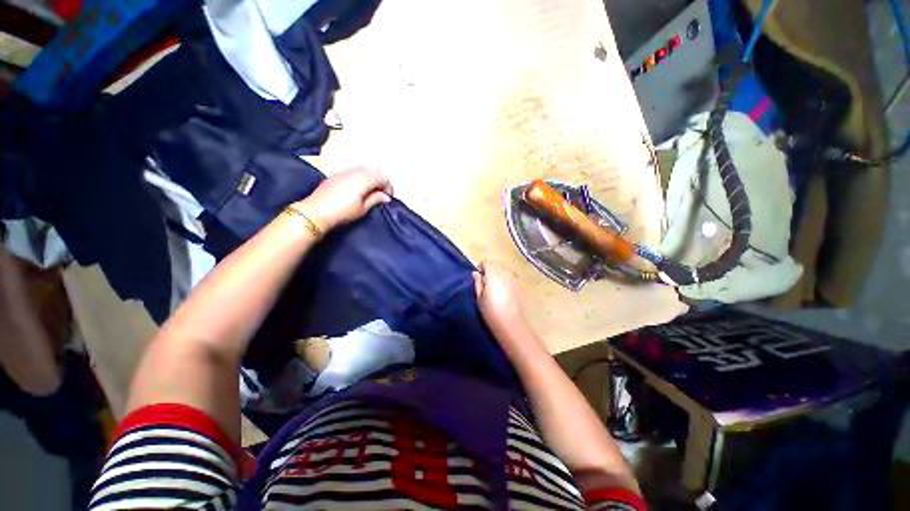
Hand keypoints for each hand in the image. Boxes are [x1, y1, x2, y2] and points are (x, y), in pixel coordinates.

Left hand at [293, 167, 392, 231]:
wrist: (316, 211)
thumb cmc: (343, 211)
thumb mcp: (363, 208)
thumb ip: (376, 199)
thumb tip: (386, 197)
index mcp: (365, 178)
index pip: (383, 178)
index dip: (388, 188)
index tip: (388, 199)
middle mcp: (356, 171)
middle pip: (374, 171)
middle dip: (380, 182)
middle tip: (380, 195)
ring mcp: (344, 171)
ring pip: (363, 170)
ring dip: (370, 179)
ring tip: (370, 192)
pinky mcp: (336, 175)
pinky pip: (353, 172)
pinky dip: (360, 178)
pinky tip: (357, 189)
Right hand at [473, 261, 524, 329]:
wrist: (511, 325)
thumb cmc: (492, 312)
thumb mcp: (479, 298)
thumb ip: (477, 283)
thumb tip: (476, 273)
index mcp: (494, 274)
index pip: (486, 263)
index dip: (481, 269)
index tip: (479, 280)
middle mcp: (505, 273)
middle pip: (496, 265)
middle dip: (490, 272)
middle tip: (485, 286)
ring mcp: (514, 279)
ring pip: (504, 271)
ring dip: (498, 276)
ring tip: (495, 291)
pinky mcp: (520, 286)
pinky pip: (510, 279)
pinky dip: (505, 282)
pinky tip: (504, 295)